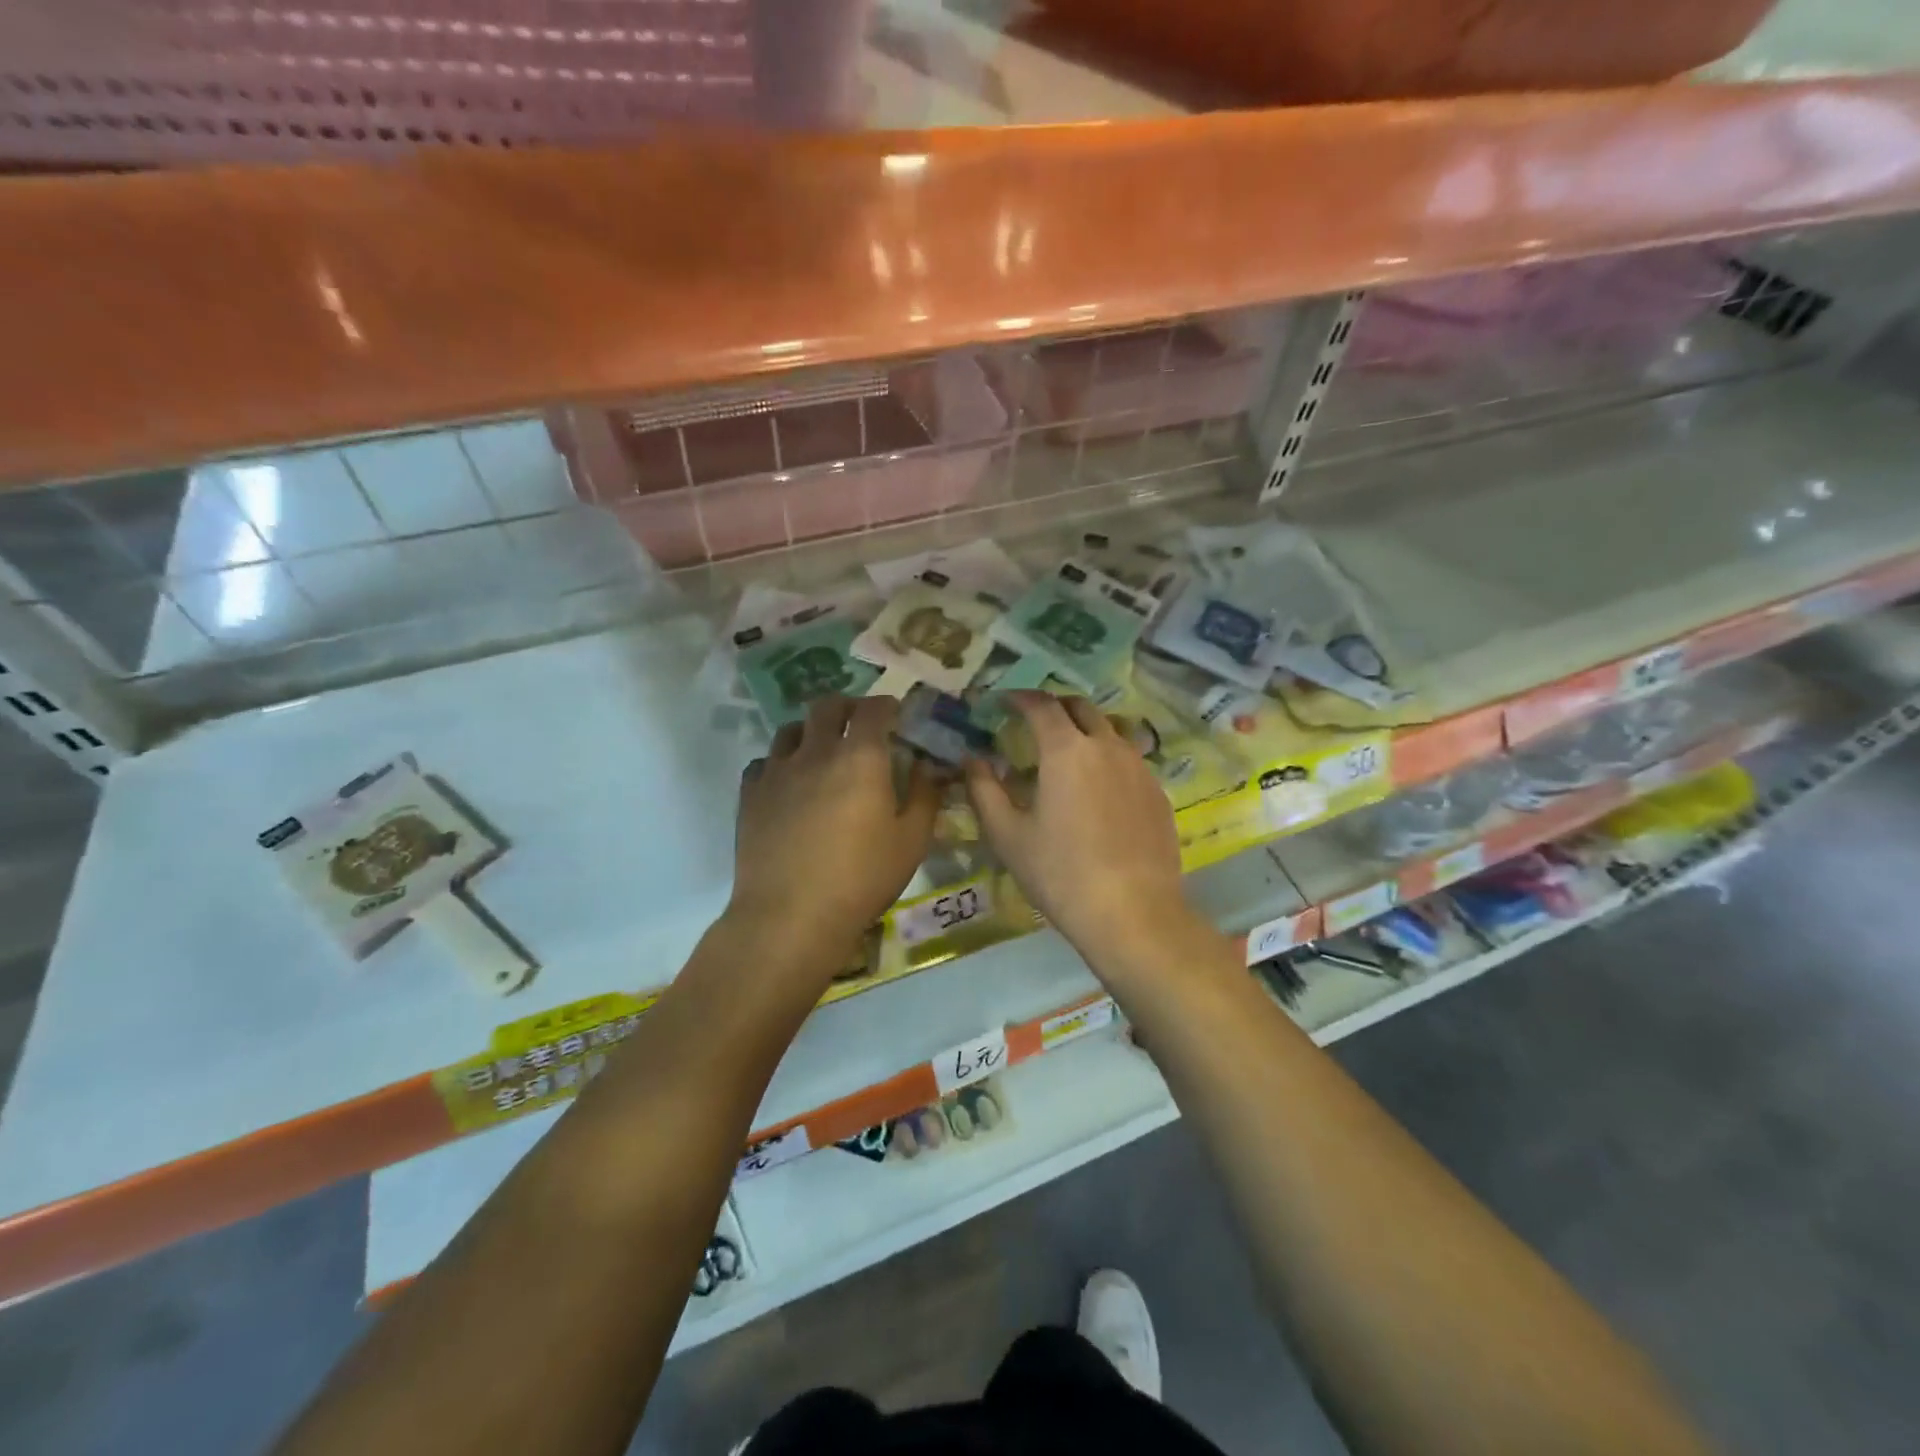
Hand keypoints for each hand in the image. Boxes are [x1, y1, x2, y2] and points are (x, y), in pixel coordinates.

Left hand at [728, 695, 937, 982]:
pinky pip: (764, 762)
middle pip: (827, 706)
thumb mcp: (911, 841)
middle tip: (859, 724)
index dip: (886, 705)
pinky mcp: (750, 795)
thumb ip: (924, 796)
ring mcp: (777, 771)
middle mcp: (816, 752)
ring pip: (791, 729)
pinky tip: (789, 784)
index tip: (895, 715)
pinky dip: (780, 763)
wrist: (790, 916)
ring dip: (811, 731)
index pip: (873, 709)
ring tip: (821, 751)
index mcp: (860, 757)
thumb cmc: (861, 879)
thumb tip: (928, 767)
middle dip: (847, 706)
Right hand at [965, 692, 1204, 971]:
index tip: (1004, 701)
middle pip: (1081, 707)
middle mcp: (1107, 746)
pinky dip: (1108, 759)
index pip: (1041, 704)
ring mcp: (1139, 768)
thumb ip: (984, 790)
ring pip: (1110, 731)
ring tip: (1068, 755)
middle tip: (1035, 722)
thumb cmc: (1060, 873)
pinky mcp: (1158, 792)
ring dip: (1085, 730)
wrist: (1132, 912)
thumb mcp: (1008, 835)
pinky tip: (1099, 790)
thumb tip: (971, 759)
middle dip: (1055, 706)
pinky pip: (1130, 760)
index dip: (1019, 697)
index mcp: (1066, 750)